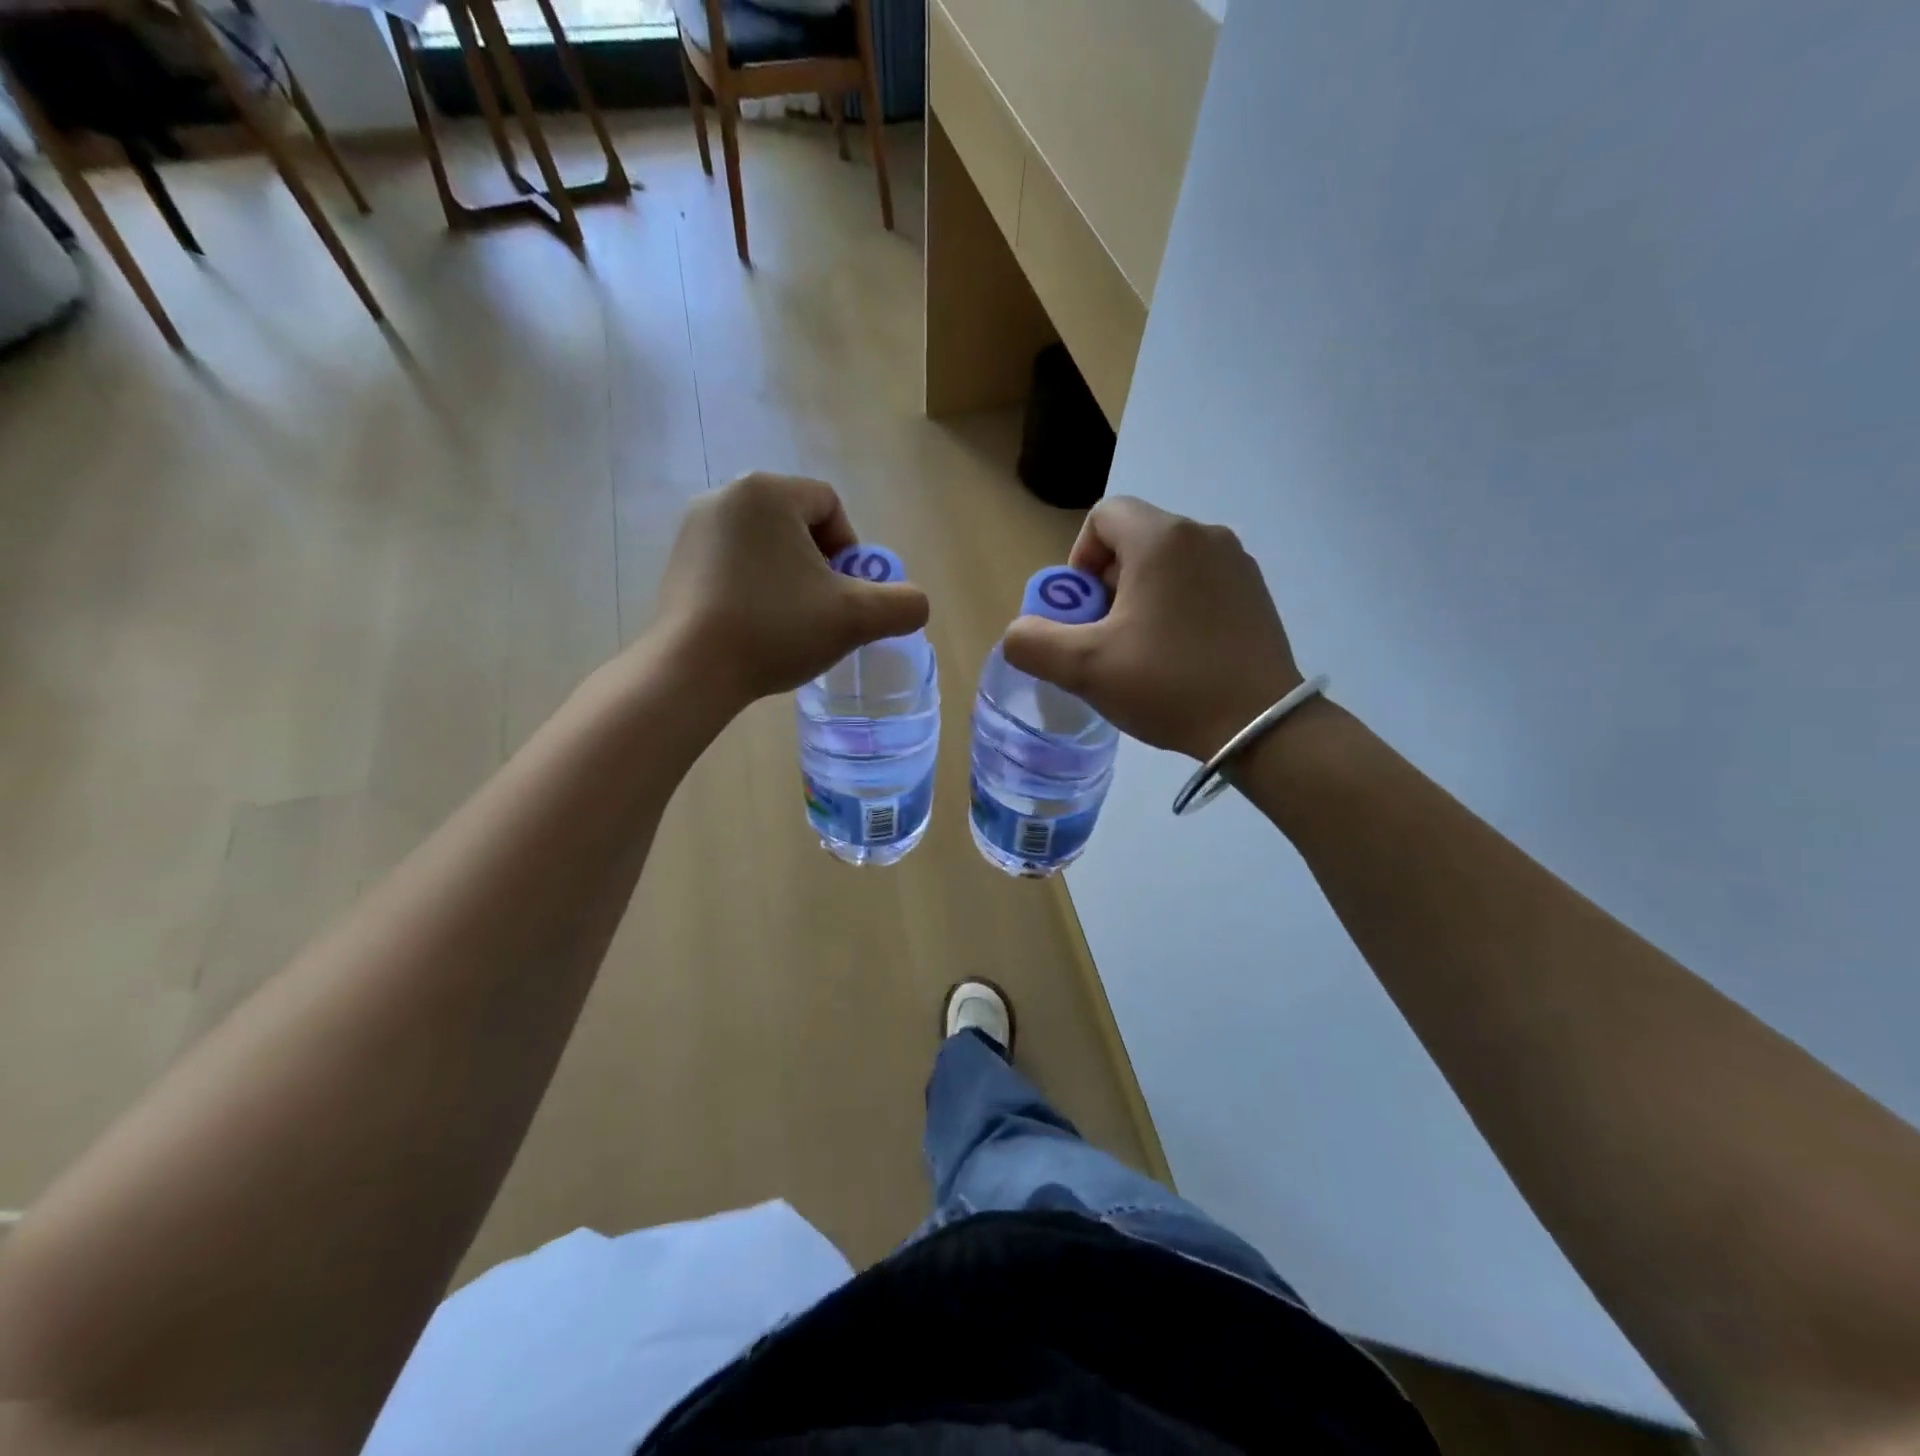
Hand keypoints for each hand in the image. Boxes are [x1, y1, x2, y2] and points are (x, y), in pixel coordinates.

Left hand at [651, 473, 929, 710]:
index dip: (851, 550)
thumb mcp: (856, 618)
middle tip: (823, 611)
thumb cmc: (777, 628)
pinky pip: (734, 563)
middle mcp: (725, 496)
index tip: (846, 594)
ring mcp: (694, 529)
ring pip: (765, 546)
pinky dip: (754, 588)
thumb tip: (915, 604)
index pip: (830, 505)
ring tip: (790, 622)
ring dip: (788, 578)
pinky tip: (756, 626)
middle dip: (819, 566)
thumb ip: (902, 605)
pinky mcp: (678, 562)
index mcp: (767, 492)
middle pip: (797, 524)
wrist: (693, 669)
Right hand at [1002, 497, 1301, 759]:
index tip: (1083, 609)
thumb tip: (1018, 634)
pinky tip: (1180, 654)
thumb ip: (1032, 643)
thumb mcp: (1084, 668)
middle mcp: (1204, 534)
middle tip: (1106, 635)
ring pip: (1168, 562)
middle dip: (1107, 583)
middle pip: (1135, 538)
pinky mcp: (1255, 592)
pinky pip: (1200, 581)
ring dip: (1141, 595)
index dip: (1080, 559)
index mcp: (1161, 539)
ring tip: (1141, 649)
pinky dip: (1177, 605)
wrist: (1260, 725)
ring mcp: (1237, 562)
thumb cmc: (1168, 684)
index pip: (1103, 516)